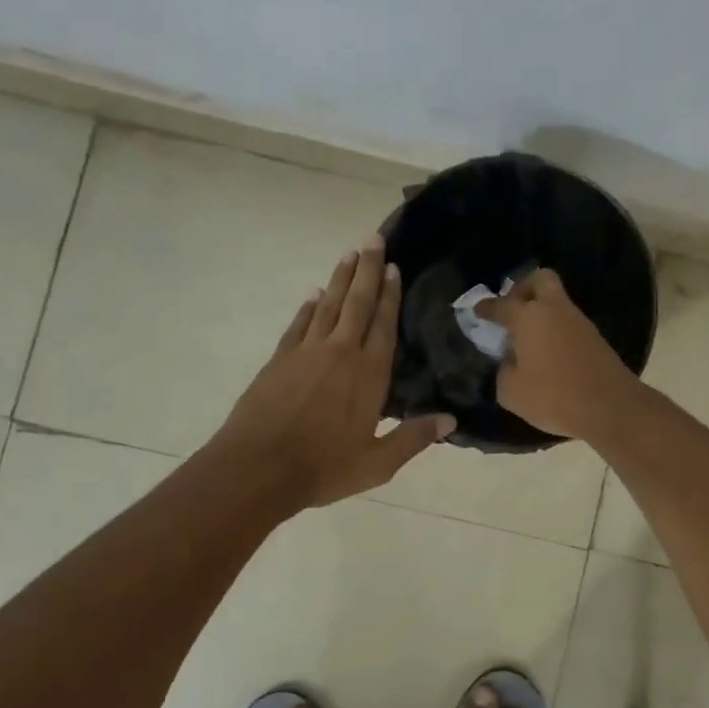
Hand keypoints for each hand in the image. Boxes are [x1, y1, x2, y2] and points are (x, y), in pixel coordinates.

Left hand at [216, 236, 453, 509]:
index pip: (383, 325)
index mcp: (368, 375)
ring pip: (328, 306)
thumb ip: (413, 438)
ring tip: (349, 254)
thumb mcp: (377, 463)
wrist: (257, 468)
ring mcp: (306, 352)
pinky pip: (299, 324)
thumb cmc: (323, 468)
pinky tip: (314, 295)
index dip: (389, 295)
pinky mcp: (279, 360)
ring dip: (340, 279)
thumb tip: (450, 420)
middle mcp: (340, 353)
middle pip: (357, 303)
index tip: (394, 267)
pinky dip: (308, 307)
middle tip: (373, 239)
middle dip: (367, 270)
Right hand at [474, 269, 639, 440]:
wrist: (609, 407)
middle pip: (540, 279)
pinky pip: (568, 322)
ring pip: (557, 301)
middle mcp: (554, 310)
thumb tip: (510, 361)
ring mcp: (578, 321)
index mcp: (529, 317)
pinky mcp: (594, 337)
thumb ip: (504, 370)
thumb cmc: (553, 396)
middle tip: (512, 309)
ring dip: (541, 311)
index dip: (487, 307)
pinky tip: (547, 351)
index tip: (478, 310)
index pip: (502, 304)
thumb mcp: (511, 391)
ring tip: (527, 337)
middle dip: (523, 288)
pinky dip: (555, 328)